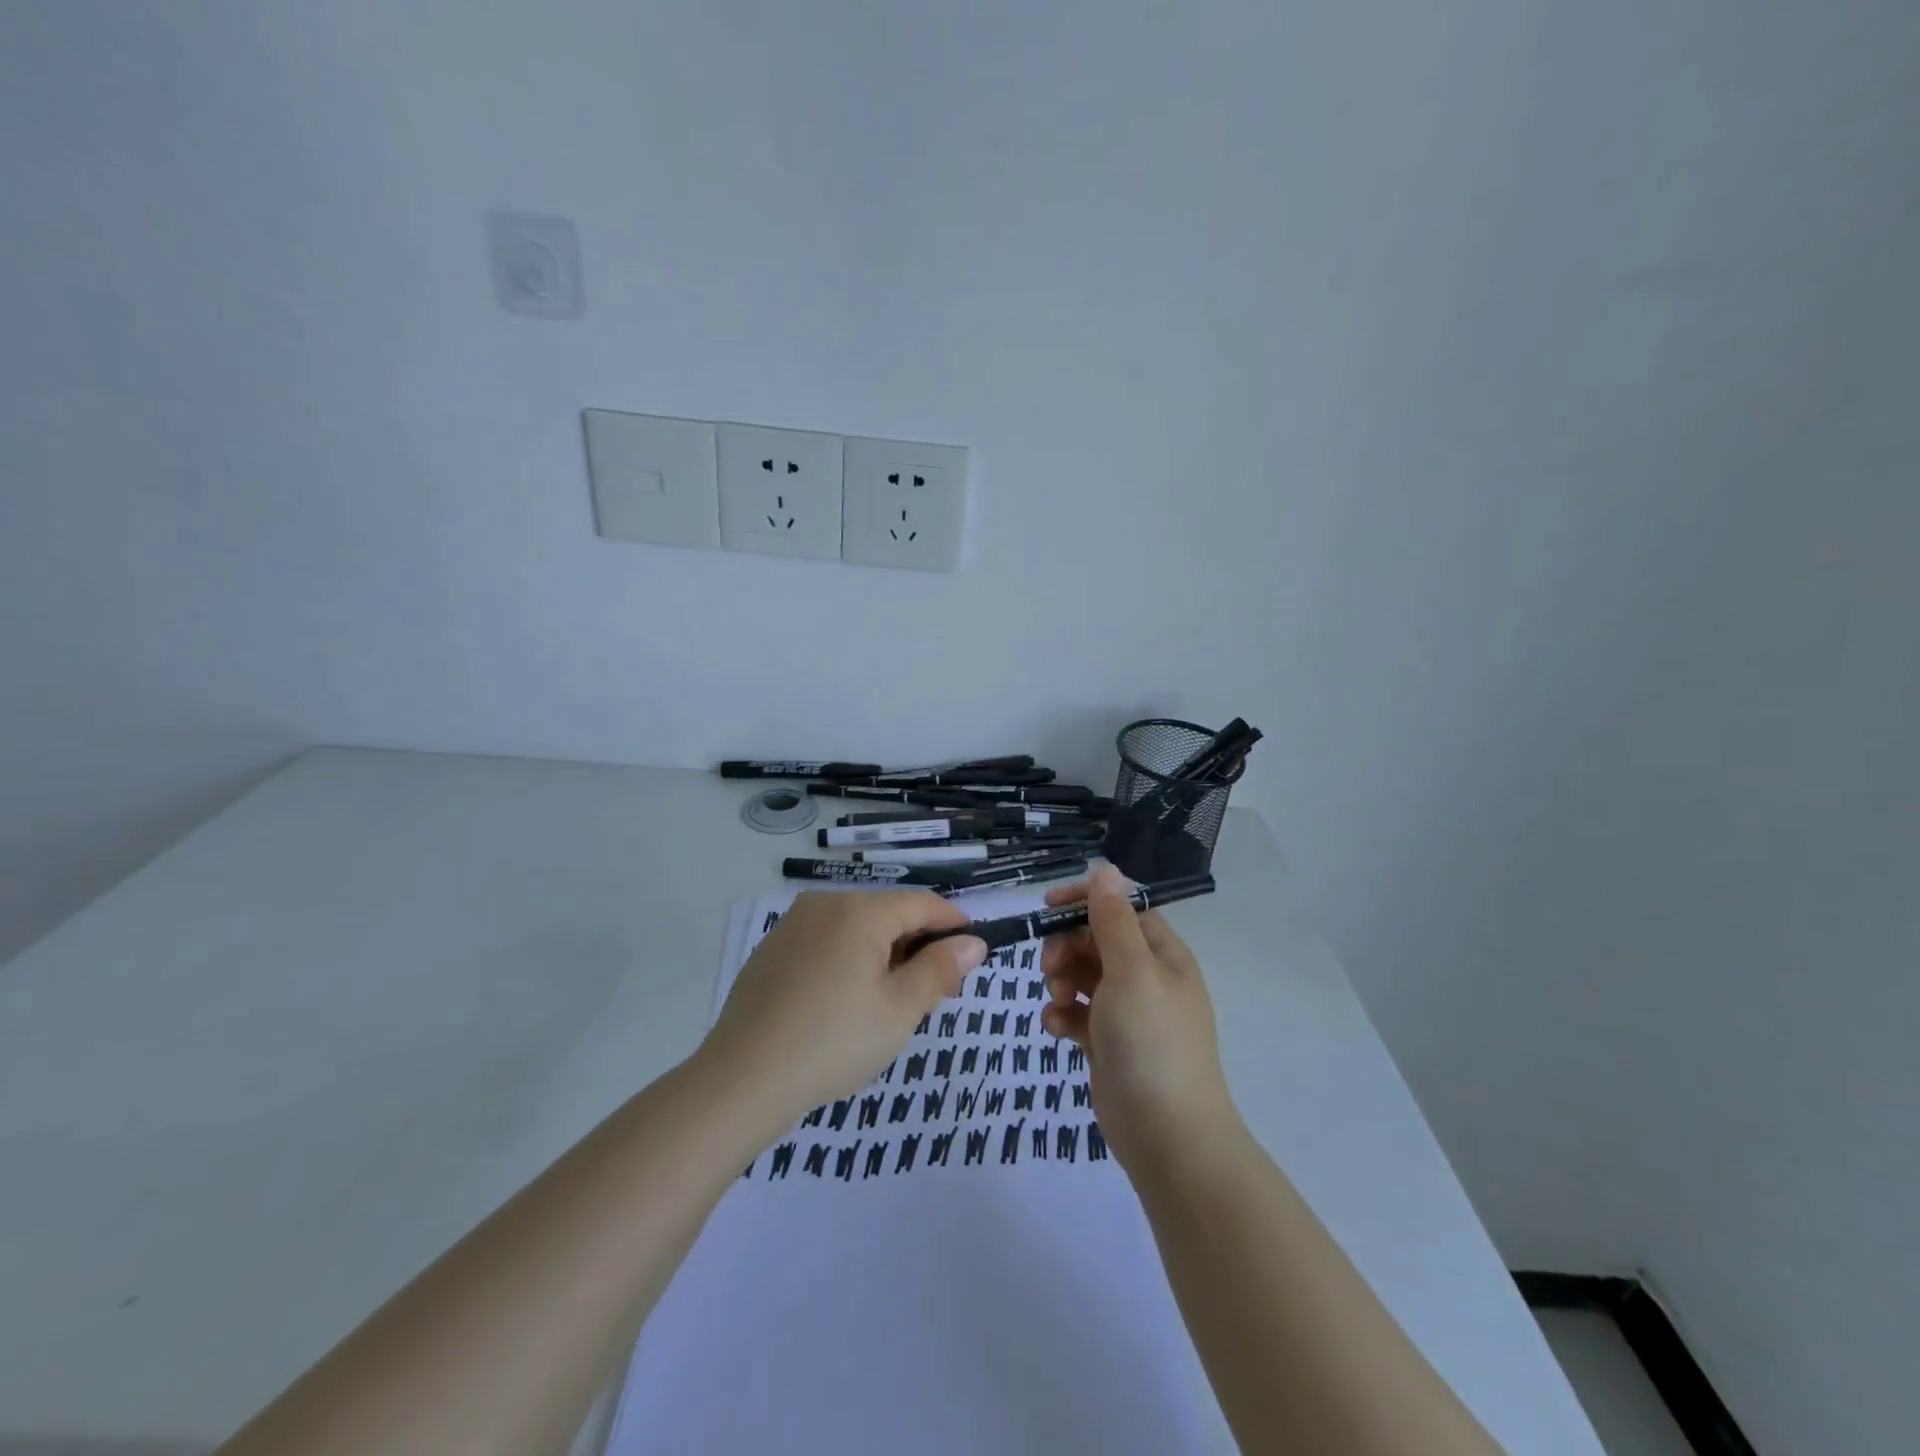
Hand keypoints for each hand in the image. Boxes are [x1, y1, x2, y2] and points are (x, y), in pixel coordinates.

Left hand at [701, 891, 987, 1124]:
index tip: (974, 957)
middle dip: (919, 948)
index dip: (954, 926)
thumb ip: (940, 969)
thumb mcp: (900, 1009)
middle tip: (937, 996)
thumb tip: (972, 942)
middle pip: (889, 915)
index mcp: (860, 910)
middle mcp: (825, 904)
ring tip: (894, 1005)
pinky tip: (847, 1006)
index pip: (923, 904)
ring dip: (885, 957)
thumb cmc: (833, 1041)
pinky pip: (826, 944)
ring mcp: (793, 926)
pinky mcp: (772, 951)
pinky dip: (850, 963)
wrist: (741, 1080)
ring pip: (857, 930)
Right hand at [1041, 864, 1238, 1173]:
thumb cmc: (1151, 1041)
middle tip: (1049, 966)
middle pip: (1097, 940)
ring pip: (1083, 975)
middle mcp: (1147, 977)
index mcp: (1162, 954)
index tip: (1048, 906)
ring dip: (1062, 979)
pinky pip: (1079, 1014)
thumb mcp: (1131, 971)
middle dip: (1067, 946)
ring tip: (1056, 999)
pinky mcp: (1109, 1044)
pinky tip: (1056, 1029)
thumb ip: (1113, 919)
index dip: (1085, 902)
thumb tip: (1106, 868)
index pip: (1121, 909)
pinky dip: (1063, 1015)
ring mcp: (1128, 1012)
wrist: (1168, 1137)